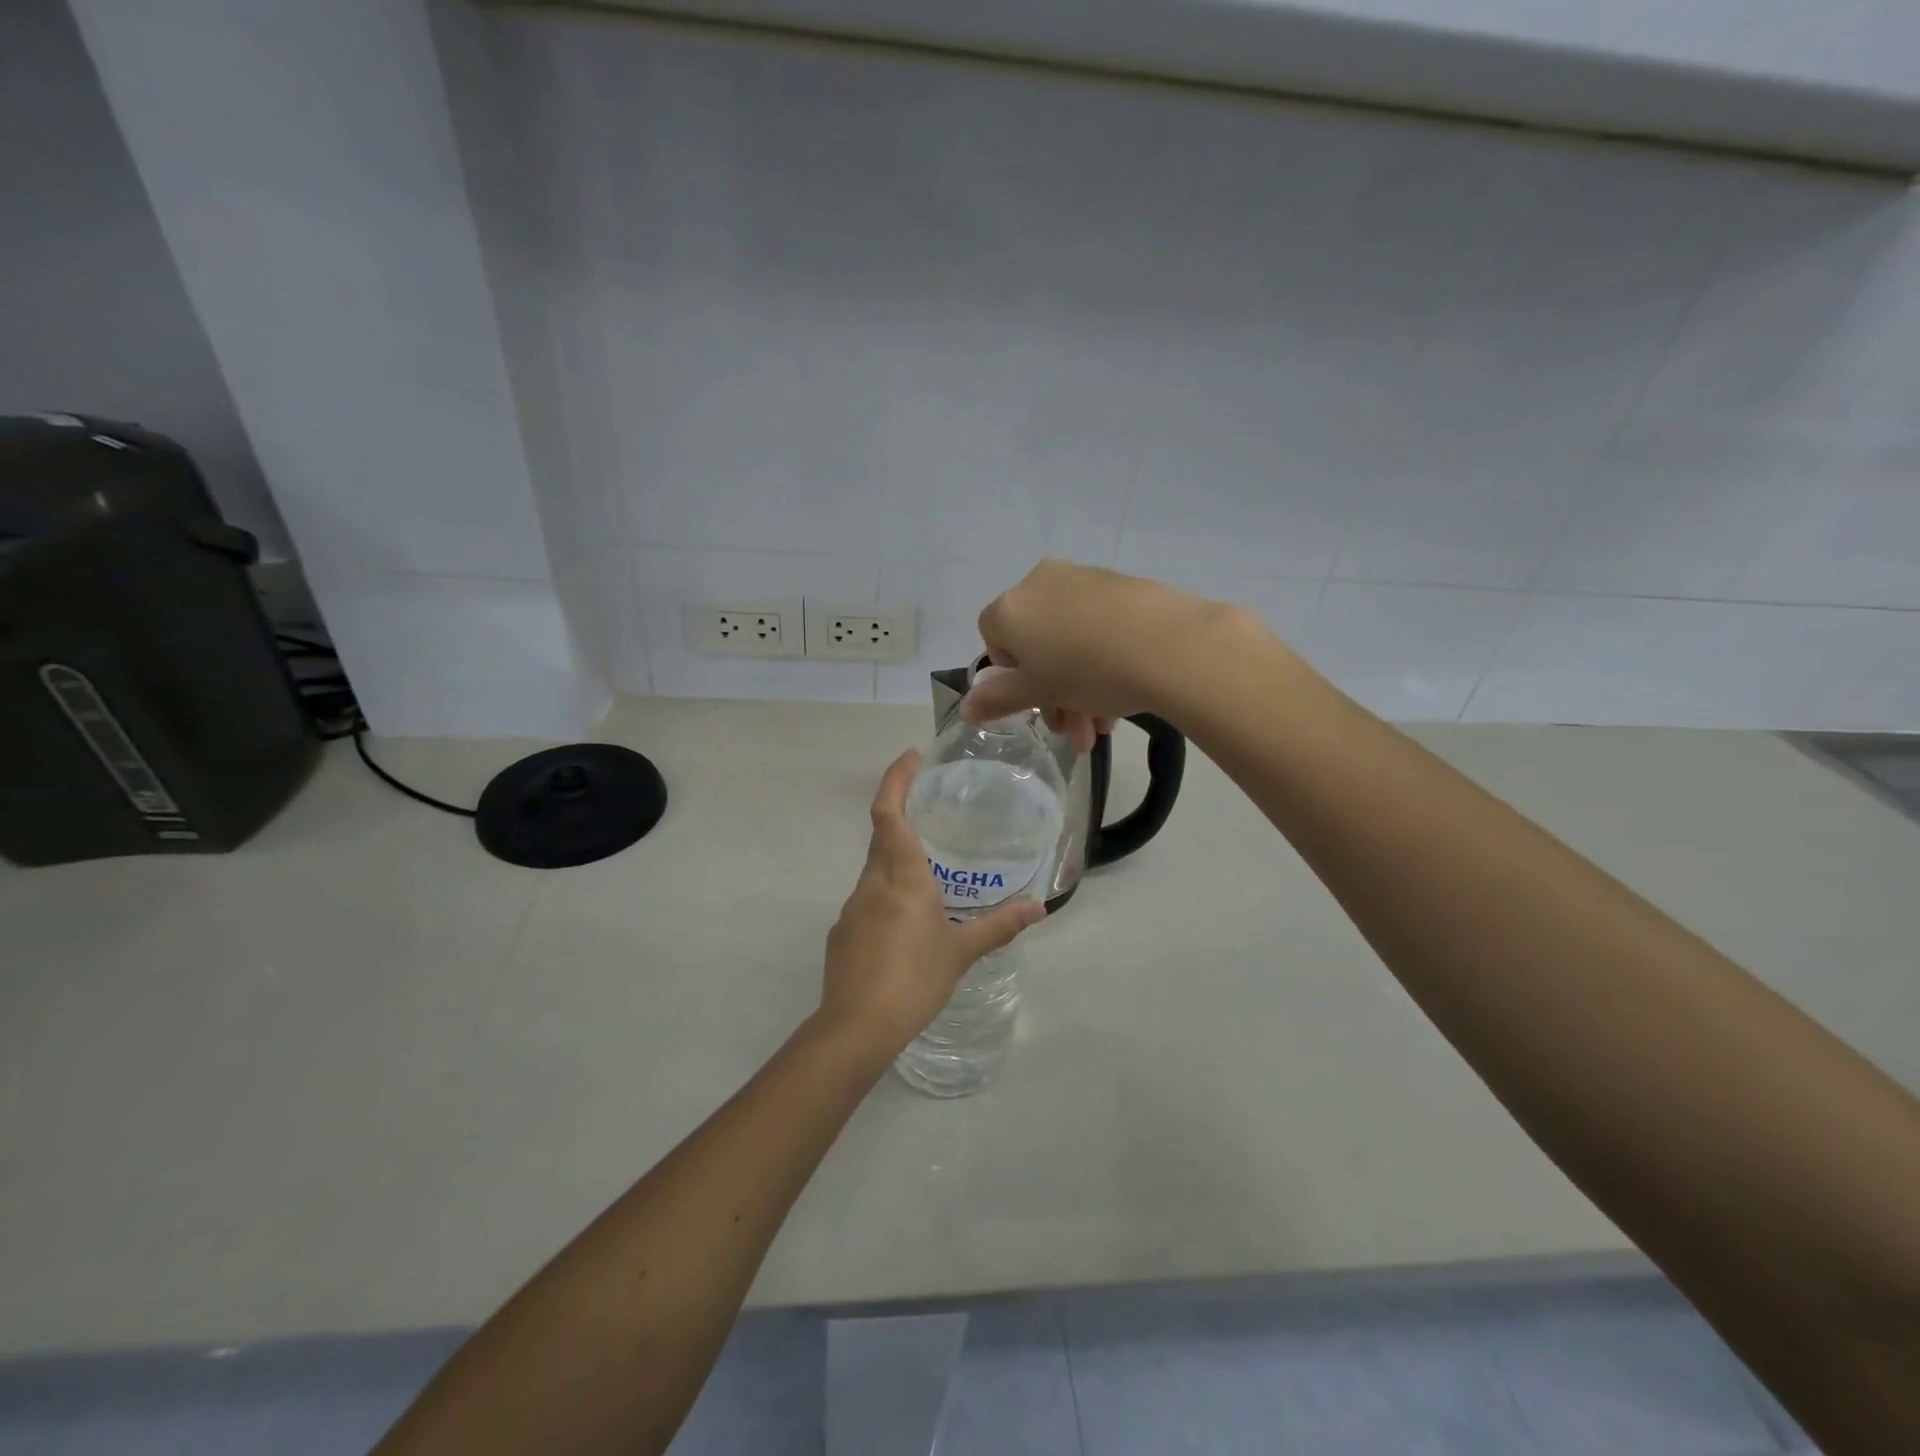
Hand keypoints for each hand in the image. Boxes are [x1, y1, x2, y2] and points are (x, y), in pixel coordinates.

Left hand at [818, 749, 1045, 1061]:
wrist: (855, 1028)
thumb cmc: (913, 979)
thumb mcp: (961, 952)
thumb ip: (999, 926)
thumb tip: (1039, 908)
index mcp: (900, 876)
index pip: (888, 812)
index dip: (896, 779)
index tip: (911, 757)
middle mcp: (871, 883)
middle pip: (882, 835)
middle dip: (901, 813)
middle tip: (932, 807)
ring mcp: (853, 908)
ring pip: (875, 868)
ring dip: (897, 858)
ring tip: (931, 869)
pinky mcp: (844, 932)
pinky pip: (869, 899)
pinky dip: (889, 894)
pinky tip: (909, 921)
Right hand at [963, 559, 1240, 747]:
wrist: (1167, 644)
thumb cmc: (1086, 670)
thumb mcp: (1038, 692)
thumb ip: (997, 699)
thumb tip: (966, 708)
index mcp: (1011, 608)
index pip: (993, 640)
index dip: (1011, 677)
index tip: (1036, 702)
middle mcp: (1041, 583)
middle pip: (1035, 645)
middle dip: (1052, 695)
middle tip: (1075, 733)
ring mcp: (1084, 579)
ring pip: (1070, 640)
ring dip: (1080, 688)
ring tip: (1103, 728)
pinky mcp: (1122, 585)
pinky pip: (1099, 626)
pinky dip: (1104, 660)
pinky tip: (1124, 697)